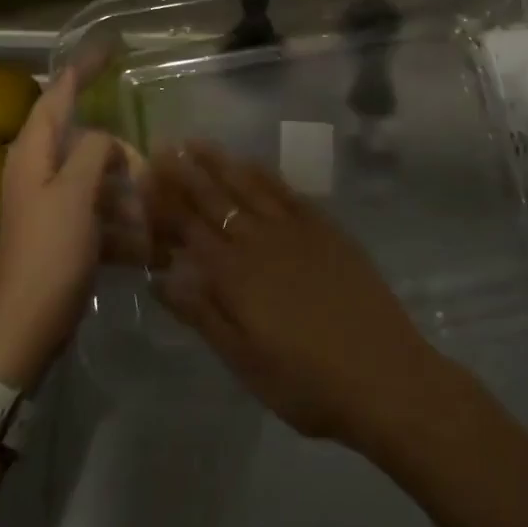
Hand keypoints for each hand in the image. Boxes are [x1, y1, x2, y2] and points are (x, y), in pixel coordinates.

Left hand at [0, 69, 144, 387]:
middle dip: (119, 152)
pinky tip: (145, 242)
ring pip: (97, 178)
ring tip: (151, 211)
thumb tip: (106, 139)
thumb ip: (93, 151)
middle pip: (84, 141)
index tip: (107, 46)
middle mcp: (37, 172)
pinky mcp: (63, 231)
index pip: (57, 96)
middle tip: (147, 168)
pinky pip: (99, 211)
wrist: (27, 323)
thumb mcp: (75, 194)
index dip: (81, 70)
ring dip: (125, 191)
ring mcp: (50, 203)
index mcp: (32, 154)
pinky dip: (121, 220)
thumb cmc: (50, 253)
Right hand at [147, 142, 445, 447]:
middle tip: (163, 148)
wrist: (383, 376)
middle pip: (215, 200)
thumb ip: (201, 314)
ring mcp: (296, 231)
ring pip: (249, 187)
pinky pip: (288, 192)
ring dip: (221, 164)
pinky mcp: (327, 230)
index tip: (143, 178)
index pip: (188, 229)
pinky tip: (252, 164)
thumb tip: (158, 279)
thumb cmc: (306, 382)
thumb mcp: (243, 361)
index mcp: (234, 276)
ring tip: (197, 143)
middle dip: (185, 174)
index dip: (164, 204)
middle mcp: (260, 242)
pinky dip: (265, 175)